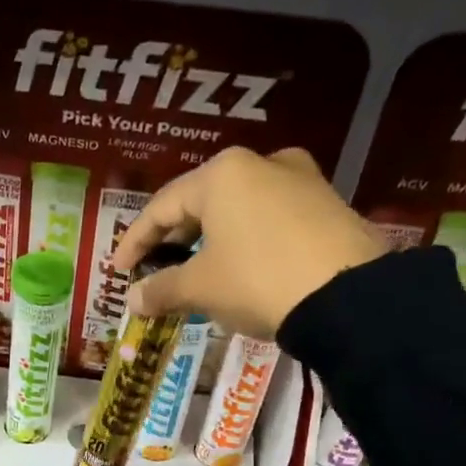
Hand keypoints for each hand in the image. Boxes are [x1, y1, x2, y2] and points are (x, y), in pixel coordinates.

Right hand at [112, 147, 388, 338]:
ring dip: (208, 240)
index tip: (118, 270)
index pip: (162, 207)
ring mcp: (300, 180)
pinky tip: (238, 267)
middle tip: (154, 269)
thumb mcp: (200, 288)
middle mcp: (260, 163)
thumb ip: (161, 289)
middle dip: (173, 240)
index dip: (134, 241)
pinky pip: (268, 218)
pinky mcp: (326, 204)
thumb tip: (132, 301)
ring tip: (194, 271)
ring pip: (237, 209)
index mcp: (221, 174)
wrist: (348, 296)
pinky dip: (243, 240)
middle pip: (200, 202)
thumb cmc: (257, 280)